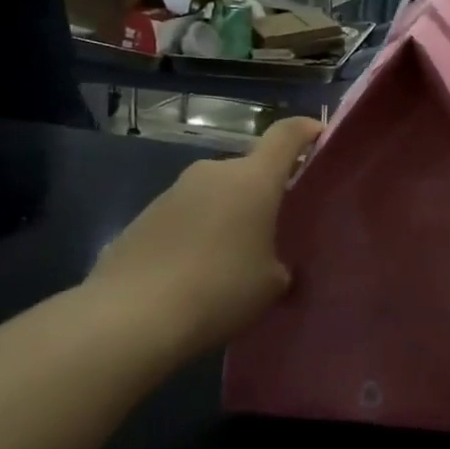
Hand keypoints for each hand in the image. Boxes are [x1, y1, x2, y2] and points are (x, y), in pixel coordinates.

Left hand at [82, 118, 320, 357]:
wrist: (130, 318)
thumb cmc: (219, 290)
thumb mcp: (272, 284)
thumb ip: (280, 262)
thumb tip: (271, 264)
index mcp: (253, 179)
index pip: (286, 135)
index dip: (305, 130)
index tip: (319, 135)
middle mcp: (213, 173)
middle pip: (248, 169)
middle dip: (263, 191)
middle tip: (274, 226)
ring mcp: (172, 192)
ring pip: (214, 193)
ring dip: (227, 213)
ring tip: (232, 257)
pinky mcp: (142, 217)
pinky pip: (184, 216)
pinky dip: (196, 233)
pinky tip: (194, 272)